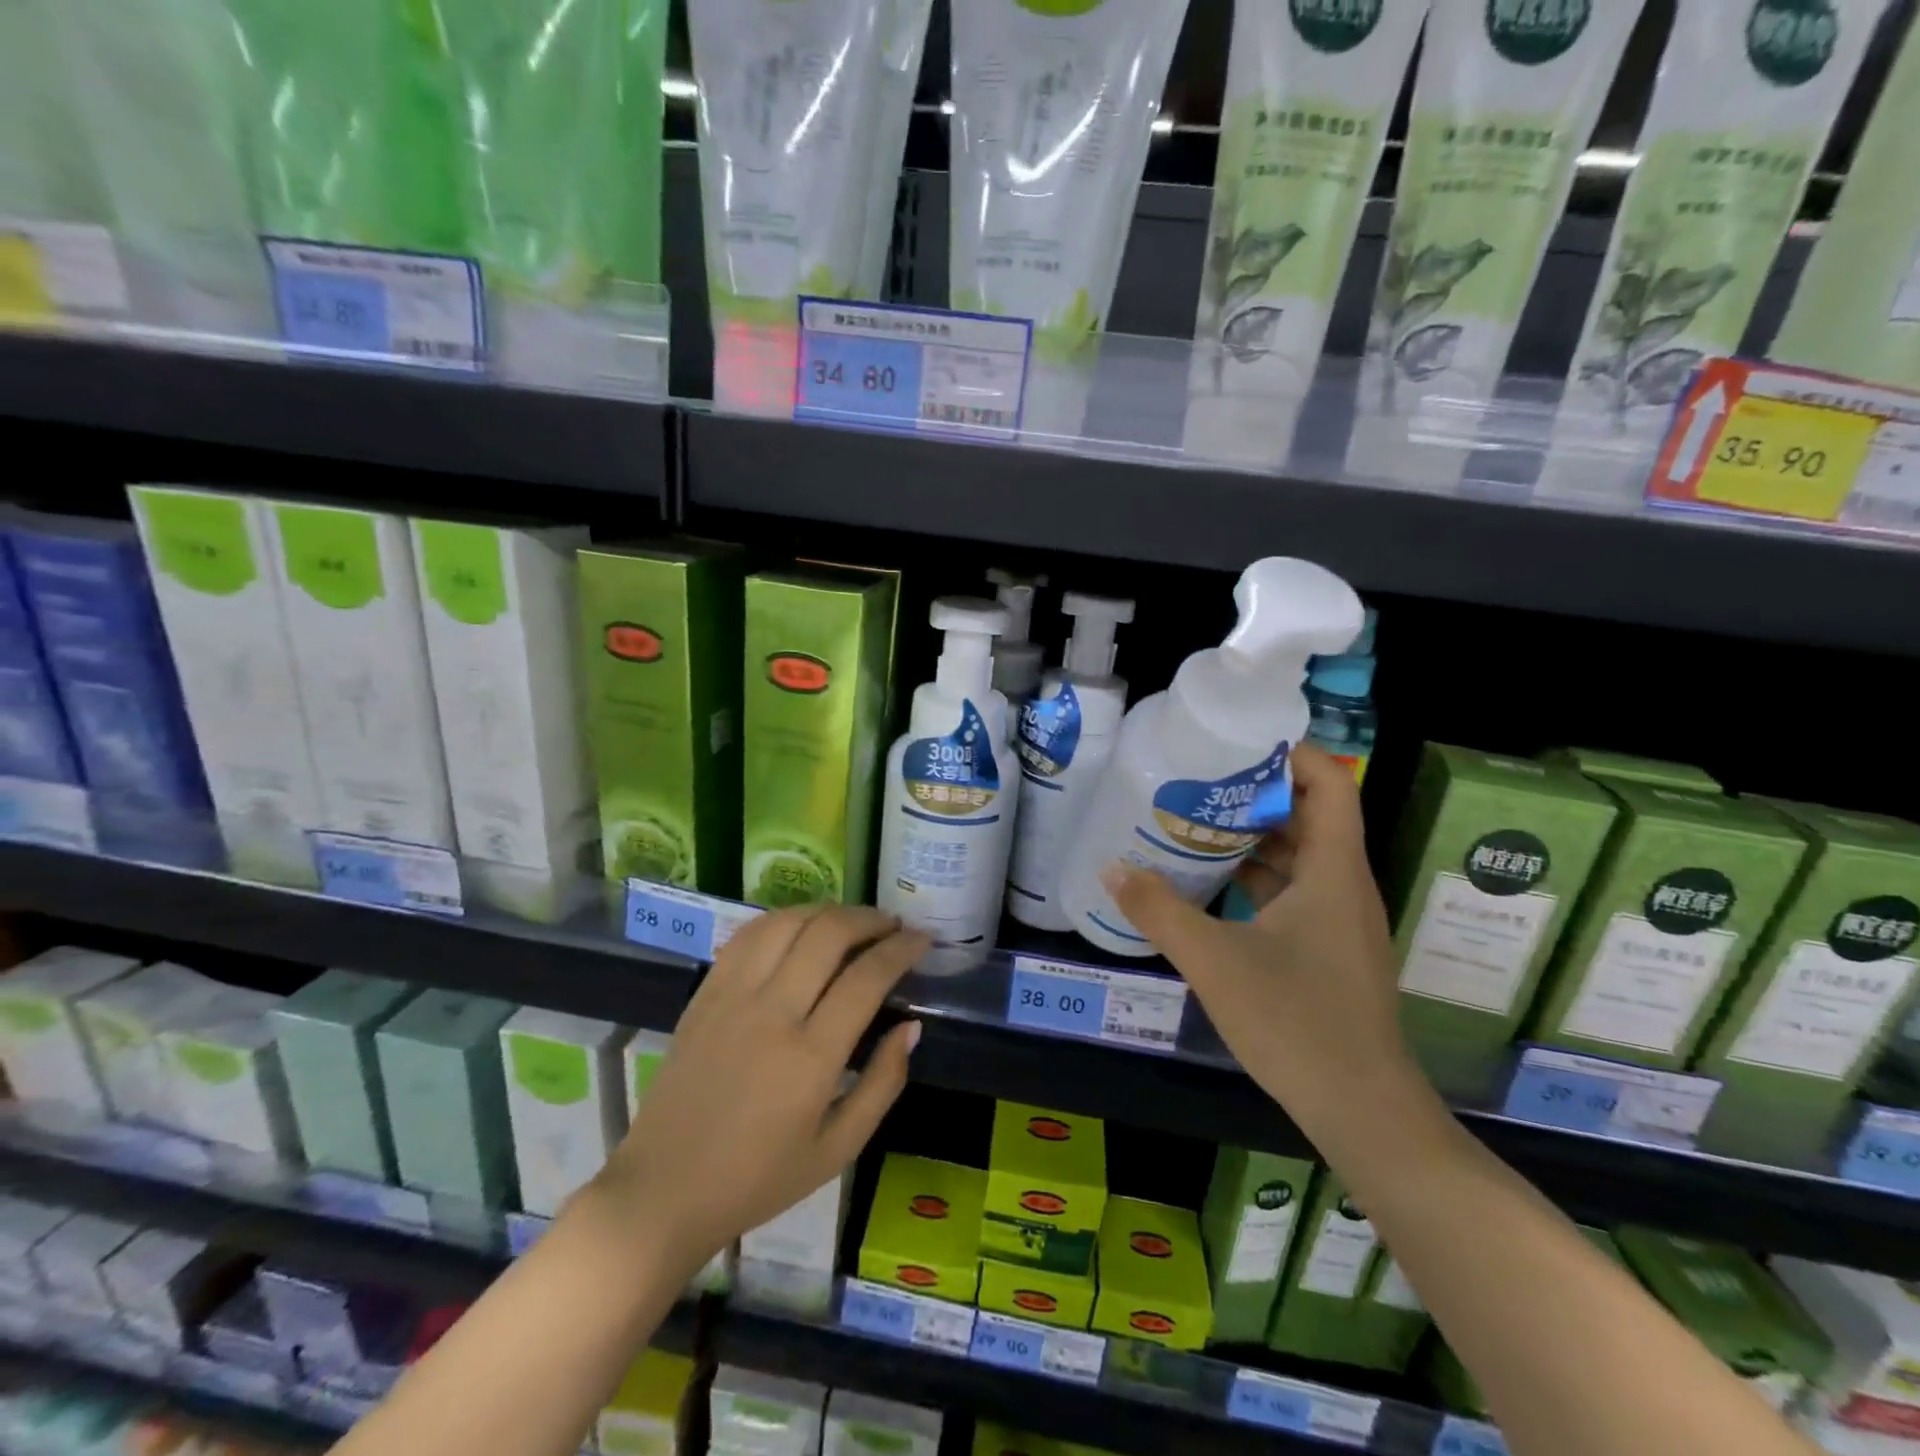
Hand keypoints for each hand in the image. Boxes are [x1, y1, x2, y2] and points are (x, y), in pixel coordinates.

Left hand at [584, 907, 926, 1278]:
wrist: (663, 1190)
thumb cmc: (758, 1179)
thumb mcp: (837, 1150)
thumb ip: (882, 1084)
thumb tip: (911, 1027)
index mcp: (811, 1057)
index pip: (867, 977)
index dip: (902, 948)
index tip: (922, 939)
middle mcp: (772, 1012)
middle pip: (829, 934)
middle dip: (870, 919)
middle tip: (892, 926)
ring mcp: (732, 996)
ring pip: (788, 922)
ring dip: (829, 911)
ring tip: (852, 921)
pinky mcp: (706, 993)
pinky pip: (749, 934)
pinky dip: (784, 919)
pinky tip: (802, 927)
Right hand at [1102, 743, 1427, 1140]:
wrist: (1363, 1113)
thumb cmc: (1297, 1023)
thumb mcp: (1214, 962)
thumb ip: (1159, 911)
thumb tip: (1111, 868)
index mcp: (1333, 871)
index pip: (1330, 783)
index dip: (1290, 753)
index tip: (1233, 745)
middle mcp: (1344, 885)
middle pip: (1309, 814)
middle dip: (1255, 792)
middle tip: (1196, 781)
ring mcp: (1338, 920)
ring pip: (1298, 857)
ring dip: (1252, 838)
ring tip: (1194, 823)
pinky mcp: (1328, 950)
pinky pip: (1293, 892)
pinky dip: (1255, 879)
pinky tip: (1209, 887)